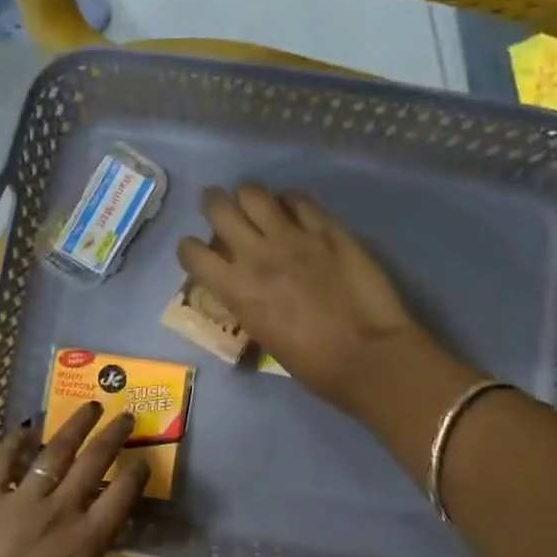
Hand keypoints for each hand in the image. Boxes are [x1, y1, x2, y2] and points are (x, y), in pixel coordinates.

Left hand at [0, 402, 178, 556]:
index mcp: (86, 541)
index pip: (122, 494)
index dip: (137, 472)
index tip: (144, 458)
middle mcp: (59, 510)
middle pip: (93, 462)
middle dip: (113, 435)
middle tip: (125, 415)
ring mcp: (20, 501)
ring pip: (54, 452)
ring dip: (75, 426)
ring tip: (89, 407)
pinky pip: (4, 461)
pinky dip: (17, 441)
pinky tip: (28, 426)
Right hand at [177, 184, 436, 411]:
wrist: (366, 355)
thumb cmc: (311, 363)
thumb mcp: (261, 333)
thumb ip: (245, 301)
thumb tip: (244, 285)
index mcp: (235, 289)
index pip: (191, 252)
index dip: (190, 250)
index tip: (198, 253)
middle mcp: (256, 254)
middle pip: (218, 207)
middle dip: (213, 205)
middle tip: (219, 209)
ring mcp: (293, 236)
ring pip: (255, 193)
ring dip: (249, 197)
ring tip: (255, 206)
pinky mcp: (327, 229)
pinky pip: (299, 199)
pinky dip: (289, 201)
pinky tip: (293, 210)